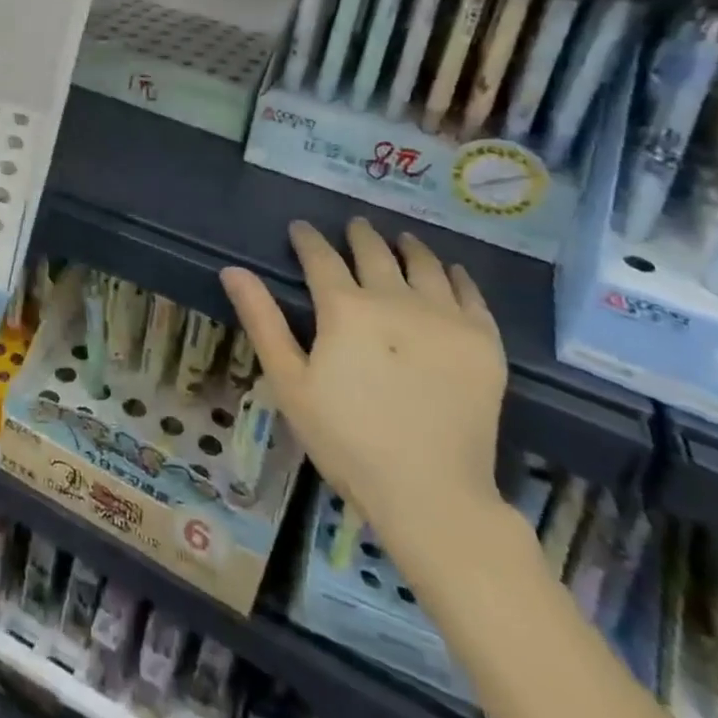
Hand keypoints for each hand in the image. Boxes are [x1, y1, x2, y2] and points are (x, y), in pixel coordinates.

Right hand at [221, 218, 506, 549]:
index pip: (321, 257)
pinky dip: (458, 276)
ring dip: (409, 247)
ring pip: (426, 265)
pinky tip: (452, 272)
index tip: (300, 228)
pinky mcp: (484, 343)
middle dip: (359, 235)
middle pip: (375, 253)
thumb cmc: (346, 439)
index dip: (308, 238)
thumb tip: (233, 269)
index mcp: (346, 308)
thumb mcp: (289, 382)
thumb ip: (262, 320)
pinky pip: (472, 295)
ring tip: (403, 239)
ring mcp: (445, 319)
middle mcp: (396, 300)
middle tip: (353, 225)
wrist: (431, 493)